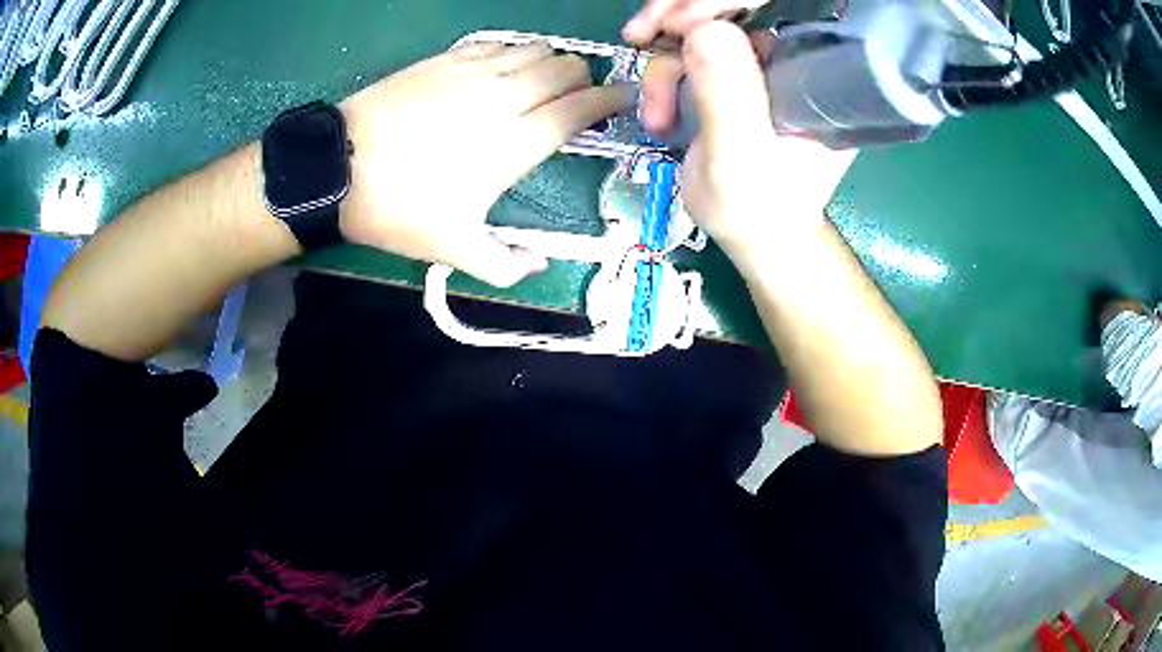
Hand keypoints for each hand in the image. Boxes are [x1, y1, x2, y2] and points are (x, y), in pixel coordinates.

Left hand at [338, 43, 631, 286]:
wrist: (337, 169)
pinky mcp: (445, 59)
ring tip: (545, 79)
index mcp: (516, 143)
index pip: (581, 108)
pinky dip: (514, 52)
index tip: (622, 100)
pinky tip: (505, 68)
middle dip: (584, 78)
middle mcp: (504, 97)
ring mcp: (473, 72)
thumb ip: (506, 265)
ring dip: (551, 61)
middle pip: (565, 69)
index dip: (609, 100)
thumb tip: (541, 265)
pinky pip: (498, 44)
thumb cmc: (399, 209)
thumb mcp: (454, 251)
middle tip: (579, 95)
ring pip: (535, 49)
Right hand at [625, 16, 854, 261]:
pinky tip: (658, 114)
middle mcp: (793, 62)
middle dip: (679, 17)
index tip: (673, 22)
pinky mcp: (737, 77)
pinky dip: (666, 77)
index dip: (720, 2)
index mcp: (814, 77)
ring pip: (704, 31)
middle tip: (639, 35)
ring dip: (666, 66)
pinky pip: (693, 53)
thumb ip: (727, 96)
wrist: (755, 235)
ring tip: (655, 116)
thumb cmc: (757, 209)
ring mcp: (763, 67)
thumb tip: (704, 28)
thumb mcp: (739, 160)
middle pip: (734, 10)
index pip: (775, 8)